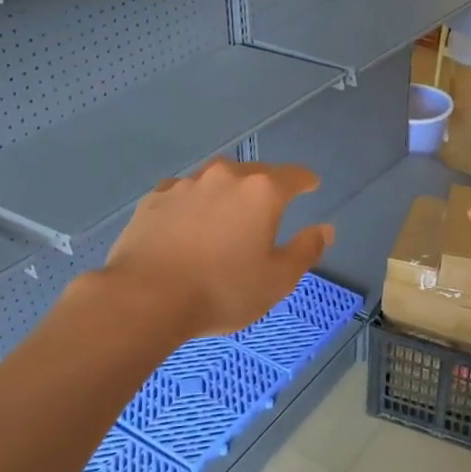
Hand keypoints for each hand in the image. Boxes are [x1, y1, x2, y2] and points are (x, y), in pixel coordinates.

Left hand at [101, 160, 334, 338]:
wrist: (145, 298)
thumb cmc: (222, 290)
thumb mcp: (278, 280)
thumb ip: (306, 250)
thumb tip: (325, 229)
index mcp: (262, 192)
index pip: (293, 176)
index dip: (305, 181)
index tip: (311, 185)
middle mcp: (224, 177)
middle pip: (254, 174)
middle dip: (266, 187)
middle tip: (269, 208)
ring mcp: (185, 185)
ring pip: (216, 181)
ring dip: (227, 194)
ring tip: (227, 217)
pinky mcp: (154, 199)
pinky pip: (184, 195)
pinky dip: (194, 205)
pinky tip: (189, 225)